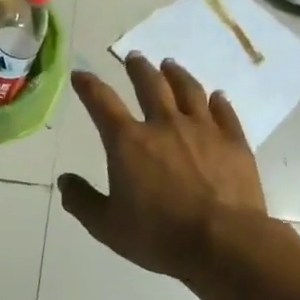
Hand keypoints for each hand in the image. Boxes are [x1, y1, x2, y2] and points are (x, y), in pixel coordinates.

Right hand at [58, 57, 277, 282]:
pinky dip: (217, 101)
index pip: (102, 102)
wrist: (223, 243)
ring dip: (176, 74)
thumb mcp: (107, 226)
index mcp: (128, 142)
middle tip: (134, 57)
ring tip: (170, 65)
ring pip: (188, 91)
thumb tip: (65, 181)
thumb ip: (82, 201)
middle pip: (150, 85)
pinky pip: (224, 112)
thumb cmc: (159, 235)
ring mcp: (203, 130)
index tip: (80, 74)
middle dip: (138, 68)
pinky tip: (216, 96)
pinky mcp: (234, 142)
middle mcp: (164, 125)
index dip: (88, 85)